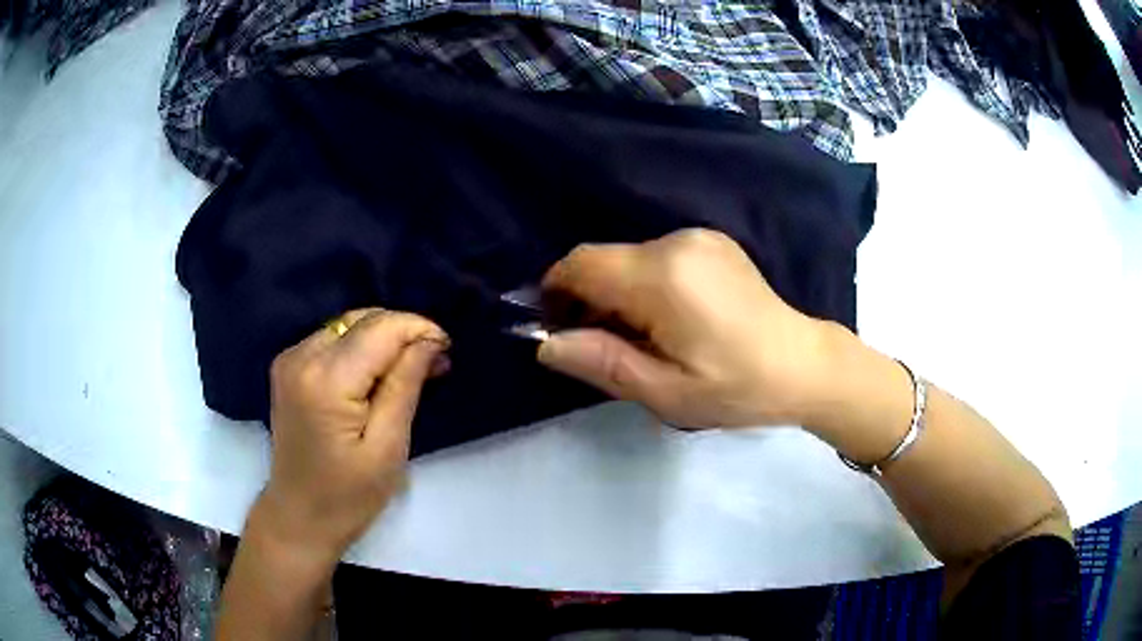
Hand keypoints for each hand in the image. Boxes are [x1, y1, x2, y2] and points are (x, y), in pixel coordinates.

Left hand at [256, 309, 449, 566]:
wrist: (299, 516)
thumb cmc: (348, 495)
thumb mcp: (388, 447)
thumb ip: (405, 386)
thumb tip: (429, 341)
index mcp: (326, 380)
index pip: (380, 329)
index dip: (418, 330)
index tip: (447, 350)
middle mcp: (301, 357)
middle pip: (363, 319)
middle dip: (403, 333)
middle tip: (433, 363)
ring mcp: (290, 359)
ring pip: (348, 325)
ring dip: (382, 338)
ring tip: (409, 369)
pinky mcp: (287, 366)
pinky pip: (333, 338)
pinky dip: (360, 347)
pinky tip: (375, 374)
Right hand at [538, 229, 832, 428]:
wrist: (803, 365)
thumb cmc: (736, 387)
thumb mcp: (666, 392)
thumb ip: (602, 363)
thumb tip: (546, 343)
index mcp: (663, 277)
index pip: (582, 264)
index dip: (555, 291)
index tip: (557, 328)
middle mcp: (677, 242)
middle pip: (604, 261)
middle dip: (589, 299)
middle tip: (600, 346)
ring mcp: (698, 237)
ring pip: (629, 259)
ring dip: (618, 293)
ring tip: (641, 337)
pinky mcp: (712, 241)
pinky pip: (657, 256)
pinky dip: (644, 283)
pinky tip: (668, 318)